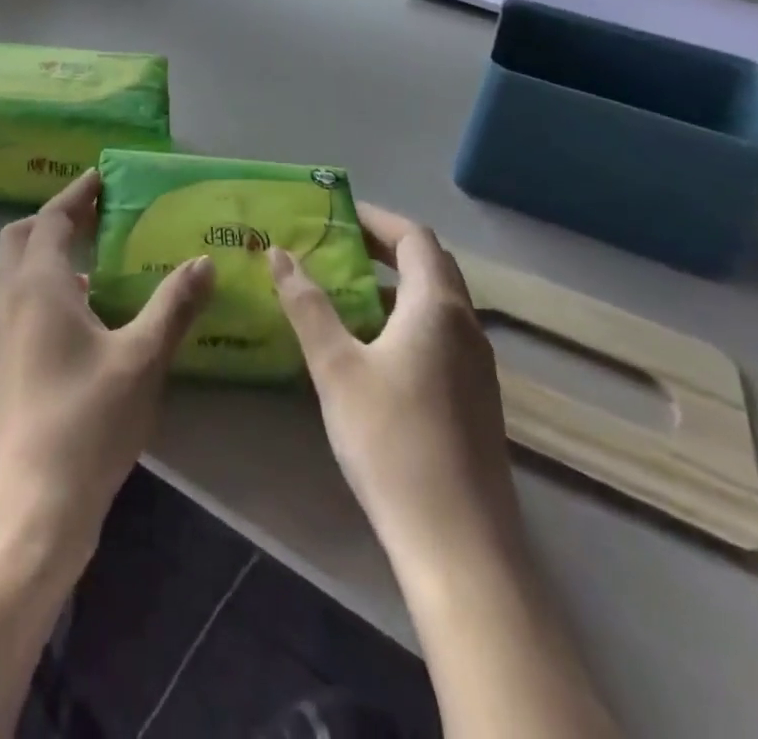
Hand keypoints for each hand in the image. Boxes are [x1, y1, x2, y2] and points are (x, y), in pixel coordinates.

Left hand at [0, 170, 214, 575]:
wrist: (31, 508)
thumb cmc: (90, 422)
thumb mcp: (143, 358)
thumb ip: (174, 305)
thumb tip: (203, 261)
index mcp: (39, 284)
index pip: (51, 219)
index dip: (75, 196)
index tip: (97, 179)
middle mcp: (3, 301)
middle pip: (16, 240)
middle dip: (49, 222)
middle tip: (86, 223)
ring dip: (23, 264)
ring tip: (64, 279)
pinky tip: (18, 335)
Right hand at [267, 204, 516, 560]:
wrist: (458, 544)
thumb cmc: (391, 441)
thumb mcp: (336, 367)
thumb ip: (308, 305)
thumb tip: (280, 254)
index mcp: (437, 308)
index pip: (414, 238)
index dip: (376, 218)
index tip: (337, 213)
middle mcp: (466, 327)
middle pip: (430, 266)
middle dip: (384, 248)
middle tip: (336, 246)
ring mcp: (477, 367)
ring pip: (436, 304)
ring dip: (393, 287)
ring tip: (344, 292)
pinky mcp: (474, 400)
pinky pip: (439, 336)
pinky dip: (405, 321)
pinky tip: (370, 349)